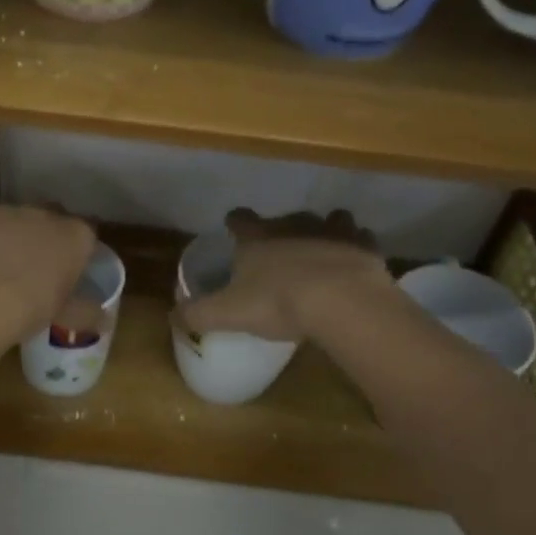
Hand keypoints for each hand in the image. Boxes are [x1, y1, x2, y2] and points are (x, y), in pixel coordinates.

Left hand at [0, 204, 100, 341]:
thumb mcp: (65, 315)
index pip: (87, 235)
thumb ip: (86, 312)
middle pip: (52, 221)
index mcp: (76, 236)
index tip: (70, 271)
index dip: (78, 252)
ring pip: (16, 221)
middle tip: (37, 268)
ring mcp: (9, 212)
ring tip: (2, 269)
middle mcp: (45, 215)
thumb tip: (103, 319)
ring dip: (14, 238)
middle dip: (47, 239)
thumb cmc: (32, 306)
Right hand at [174, 208, 392, 341]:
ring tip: (322, 252)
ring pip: (327, 219)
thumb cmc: (278, 302)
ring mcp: (331, 230)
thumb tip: (172, 315)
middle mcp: (292, 225)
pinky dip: (356, 246)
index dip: (235, 223)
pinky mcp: (363, 244)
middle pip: (284, 219)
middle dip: (282, 231)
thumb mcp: (228, 313)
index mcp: (257, 238)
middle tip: (280, 254)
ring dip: (324, 231)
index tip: (234, 229)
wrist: (342, 301)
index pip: (240, 219)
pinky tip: (354, 262)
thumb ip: (197, 313)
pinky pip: (360, 237)